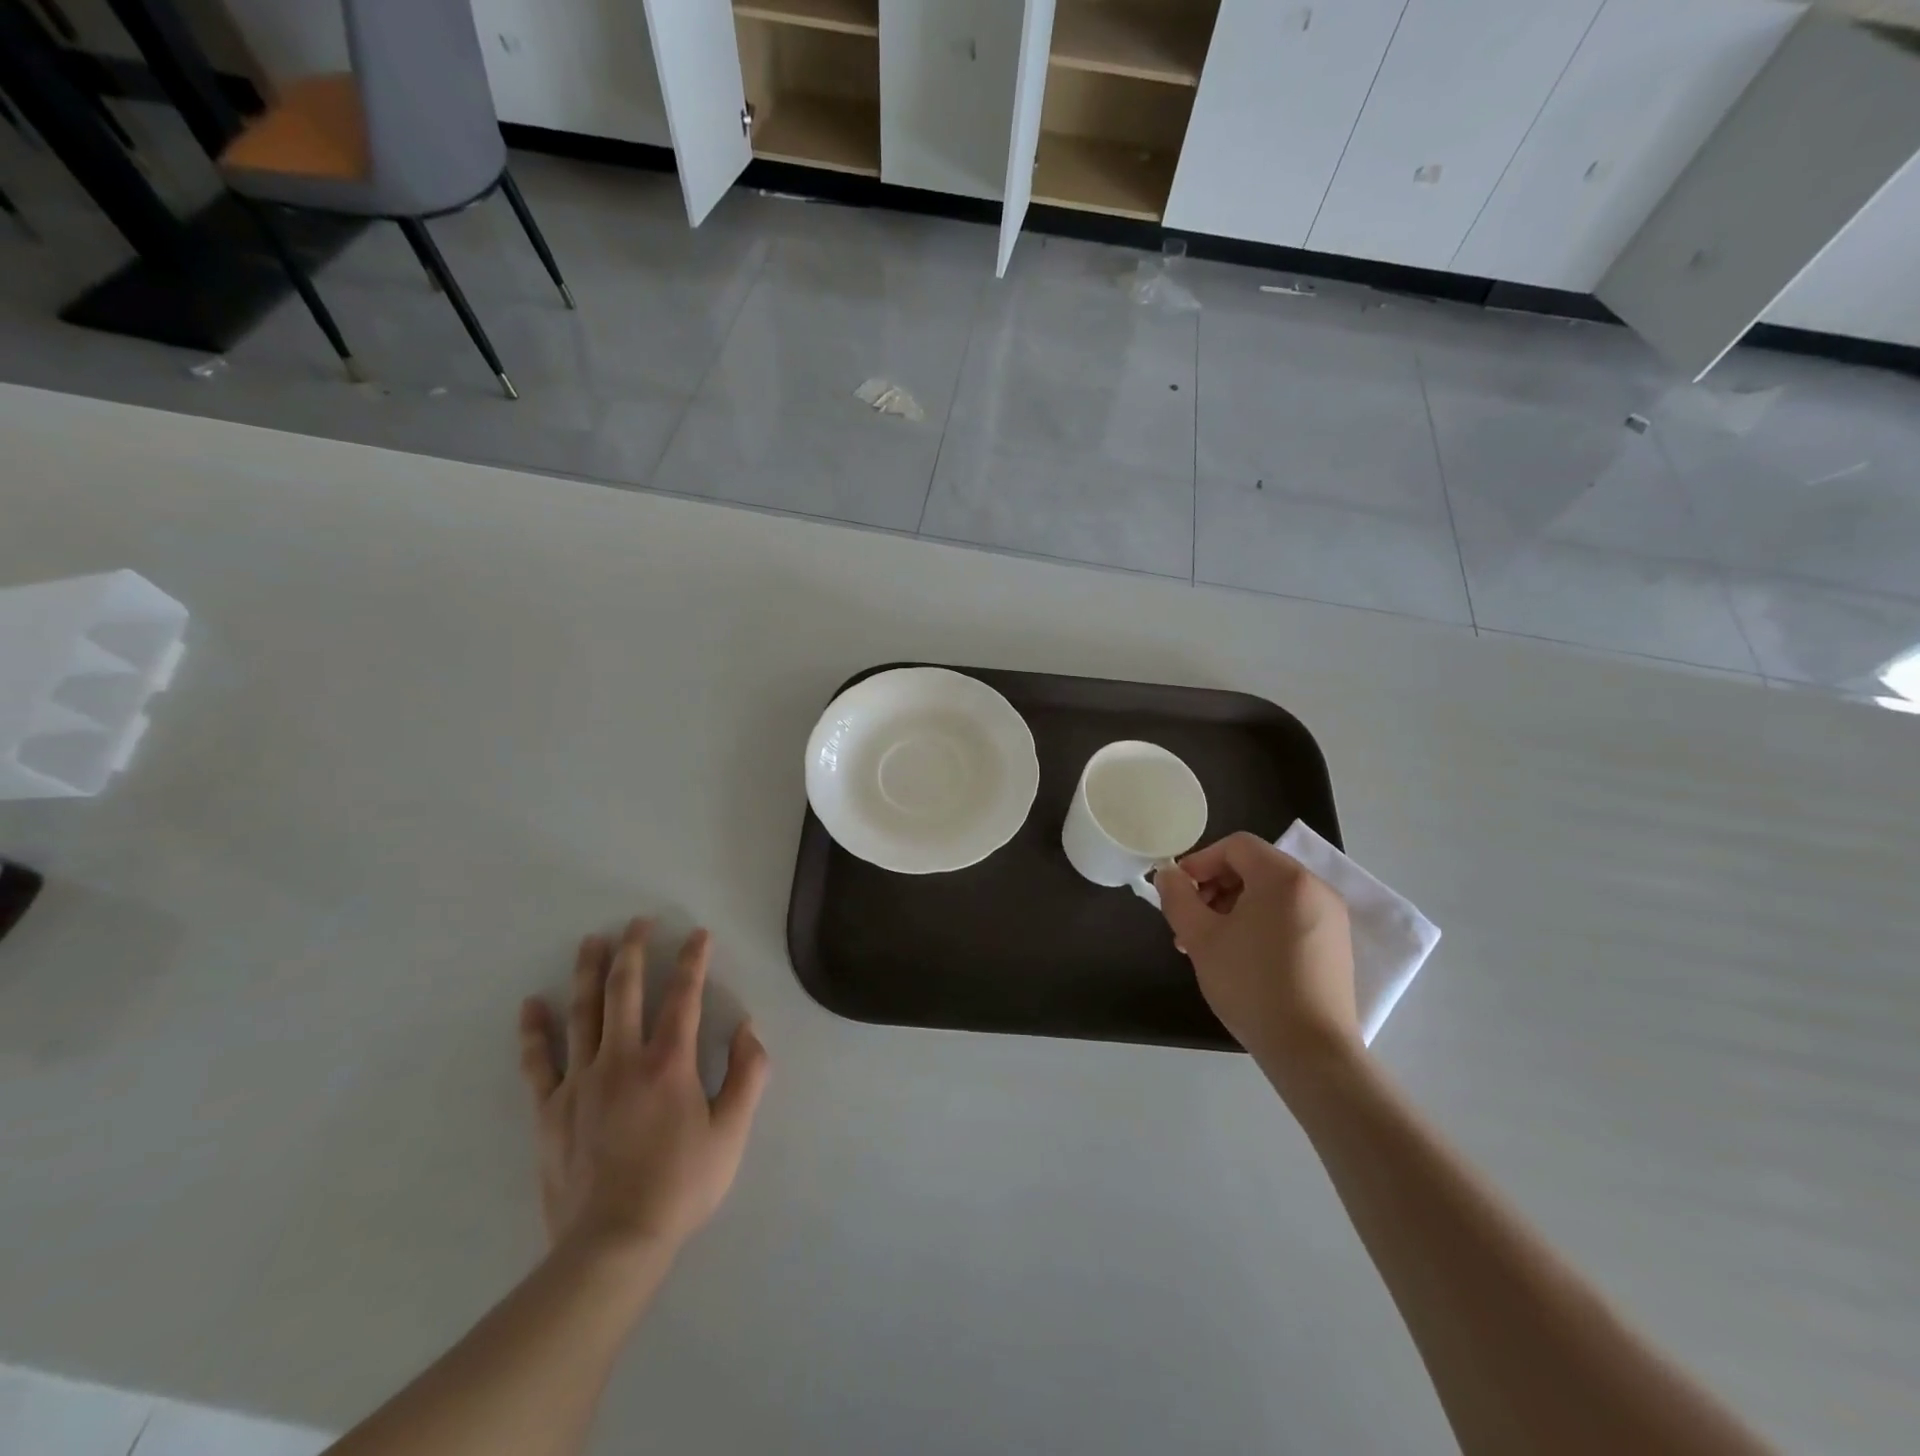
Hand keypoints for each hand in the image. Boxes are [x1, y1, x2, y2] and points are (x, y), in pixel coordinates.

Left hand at [517, 920, 769, 1262]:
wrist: (612, 1246)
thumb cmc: (681, 1186)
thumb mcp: (732, 1132)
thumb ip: (748, 1074)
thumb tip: (748, 1028)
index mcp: (669, 1062)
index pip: (684, 995)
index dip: (693, 960)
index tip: (698, 934)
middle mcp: (622, 1058)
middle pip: (625, 990)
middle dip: (634, 950)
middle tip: (639, 922)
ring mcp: (581, 1081)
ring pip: (583, 1013)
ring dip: (588, 972)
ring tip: (592, 940)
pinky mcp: (550, 1109)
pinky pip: (538, 1061)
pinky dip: (534, 1030)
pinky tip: (531, 1003)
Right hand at [1157, 833, 1360, 1081]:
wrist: (1310, 1050)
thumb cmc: (1251, 984)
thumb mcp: (1200, 938)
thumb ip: (1178, 897)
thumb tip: (1169, 874)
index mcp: (1284, 877)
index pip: (1236, 845)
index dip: (1200, 861)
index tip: (1179, 891)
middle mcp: (1314, 887)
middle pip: (1254, 867)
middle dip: (1215, 886)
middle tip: (1190, 921)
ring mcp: (1331, 916)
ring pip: (1270, 893)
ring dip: (1234, 906)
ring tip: (1209, 943)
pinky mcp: (1335, 944)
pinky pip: (1290, 914)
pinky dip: (1260, 922)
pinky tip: (1241, 956)